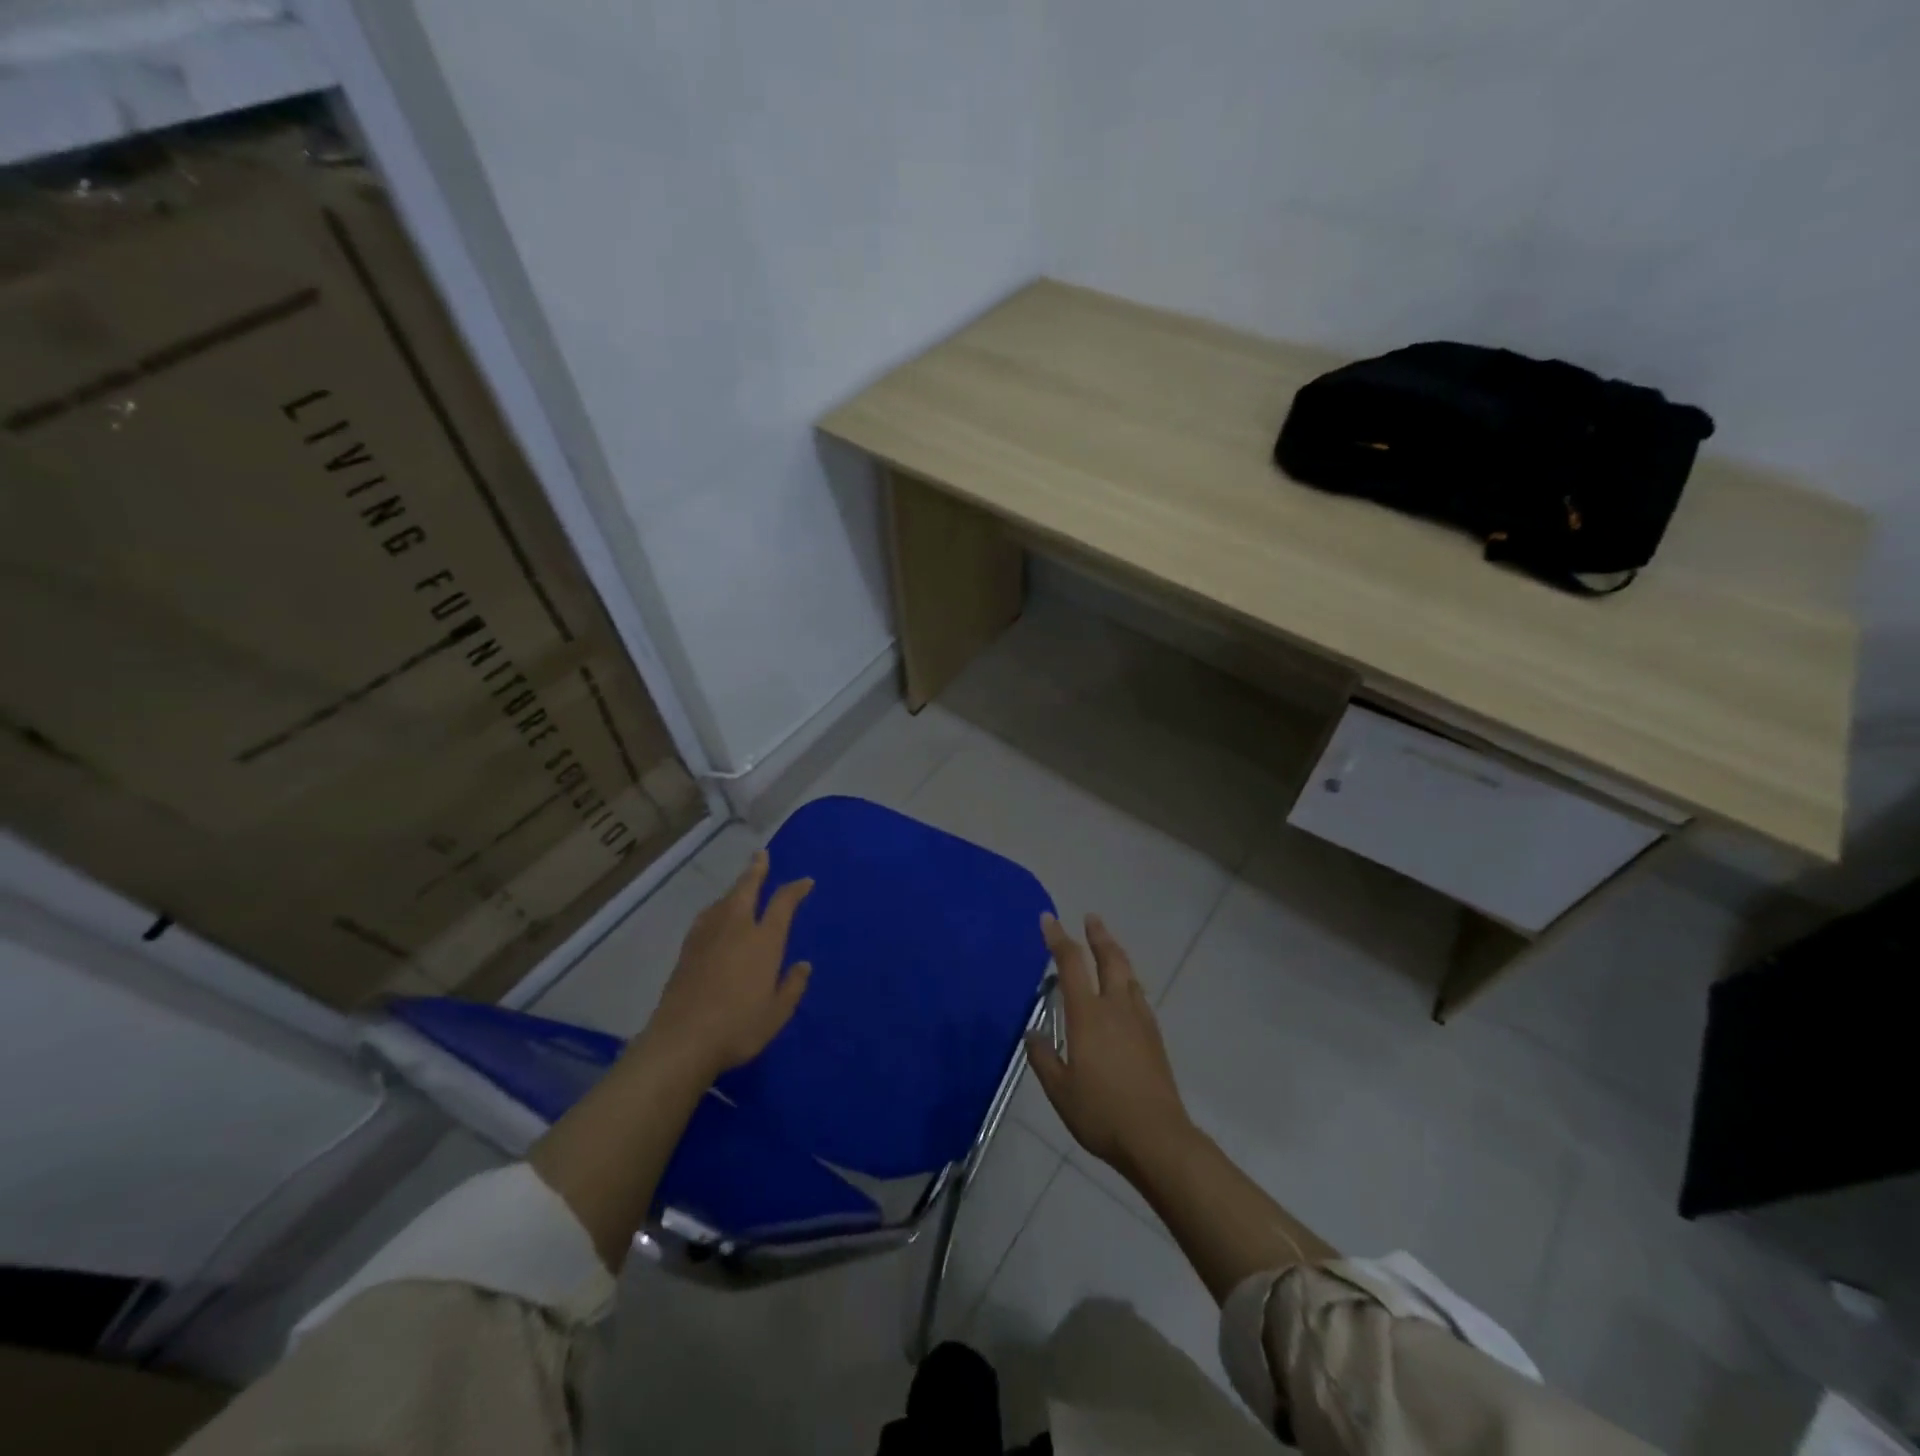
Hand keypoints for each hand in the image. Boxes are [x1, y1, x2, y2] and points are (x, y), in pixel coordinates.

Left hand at [641, 850, 812, 1079]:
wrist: (682, 1040)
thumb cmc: (738, 1027)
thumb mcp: (777, 1013)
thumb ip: (792, 986)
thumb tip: (803, 965)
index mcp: (764, 941)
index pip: (783, 904)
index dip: (796, 889)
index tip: (805, 881)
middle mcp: (736, 929)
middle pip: (746, 889)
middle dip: (756, 870)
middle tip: (760, 855)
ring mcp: (708, 937)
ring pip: (723, 901)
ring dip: (735, 888)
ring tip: (741, 885)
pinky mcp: (687, 950)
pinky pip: (706, 917)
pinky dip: (716, 908)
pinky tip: (713, 915)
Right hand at [1025, 913, 1193, 1174]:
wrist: (1156, 1137)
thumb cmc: (1101, 1112)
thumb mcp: (1059, 1090)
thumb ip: (1044, 1058)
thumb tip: (1033, 1033)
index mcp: (1087, 1015)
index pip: (1071, 964)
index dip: (1058, 938)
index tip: (1048, 919)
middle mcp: (1115, 1007)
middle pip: (1109, 959)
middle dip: (1097, 935)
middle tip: (1091, 918)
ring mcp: (1139, 1020)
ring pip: (1128, 974)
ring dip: (1116, 953)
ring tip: (1108, 945)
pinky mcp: (1154, 1036)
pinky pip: (1139, 995)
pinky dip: (1128, 980)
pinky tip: (1127, 990)